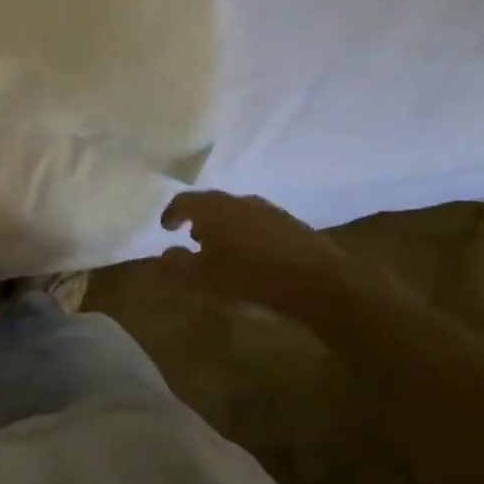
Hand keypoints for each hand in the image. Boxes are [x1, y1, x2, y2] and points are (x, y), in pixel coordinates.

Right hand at [157, 191, 357, 315]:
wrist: (317, 283)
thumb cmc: (247, 279)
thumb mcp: (201, 281)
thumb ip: (177, 266)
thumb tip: (165, 254)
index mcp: (211, 209)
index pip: (183, 202)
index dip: (171, 214)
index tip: (166, 227)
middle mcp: (237, 200)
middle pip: (211, 204)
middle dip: (199, 219)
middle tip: (193, 236)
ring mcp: (268, 210)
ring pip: (238, 212)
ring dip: (226, 226)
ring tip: (224, 248)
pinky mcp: (293, 224)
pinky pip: (261, 224)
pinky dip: (250, 235)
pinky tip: (255, 256)